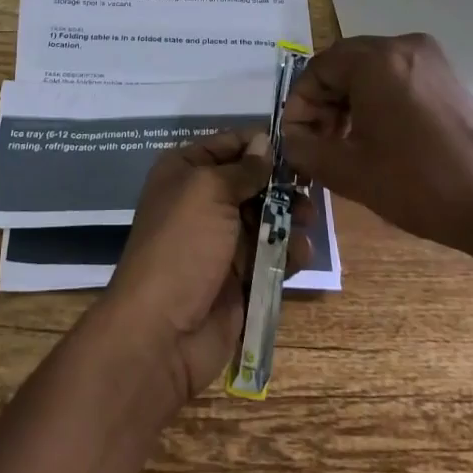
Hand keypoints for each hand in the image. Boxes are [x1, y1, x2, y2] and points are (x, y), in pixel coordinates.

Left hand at [98, 131, 313, 405]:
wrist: (163, 330)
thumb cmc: (183, 245)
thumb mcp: (209, 191)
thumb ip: (242, 168)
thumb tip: (265, 141)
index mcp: (185, 171)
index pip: (229, 145)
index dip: (261, 144)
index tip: (298, 146)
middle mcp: (202, 200)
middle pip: (252, 181)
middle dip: (281, 183)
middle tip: (310, 186)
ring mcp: (222, 241)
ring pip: (267, 218)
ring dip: (290, 217)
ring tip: (308, 220)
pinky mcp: (241, 276)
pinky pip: (272, 255)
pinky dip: (289, 252)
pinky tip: (302, 254)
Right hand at [281, 34, 472, 294]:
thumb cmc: (419, 185)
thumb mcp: (349, 172)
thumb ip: (305, 150)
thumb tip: (289, 141)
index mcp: (377, 60)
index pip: (317, 70)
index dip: (300, 106)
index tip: (295, 141)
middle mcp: (403, 46)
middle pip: (343, 66)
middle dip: (323, 104)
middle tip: (317, 143)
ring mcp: (430, 59)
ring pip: (369, 72)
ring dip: (348, 103)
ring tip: (343, 144)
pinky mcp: (447, 77)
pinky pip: (396, 78)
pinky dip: (376, 101)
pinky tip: (376, 138)